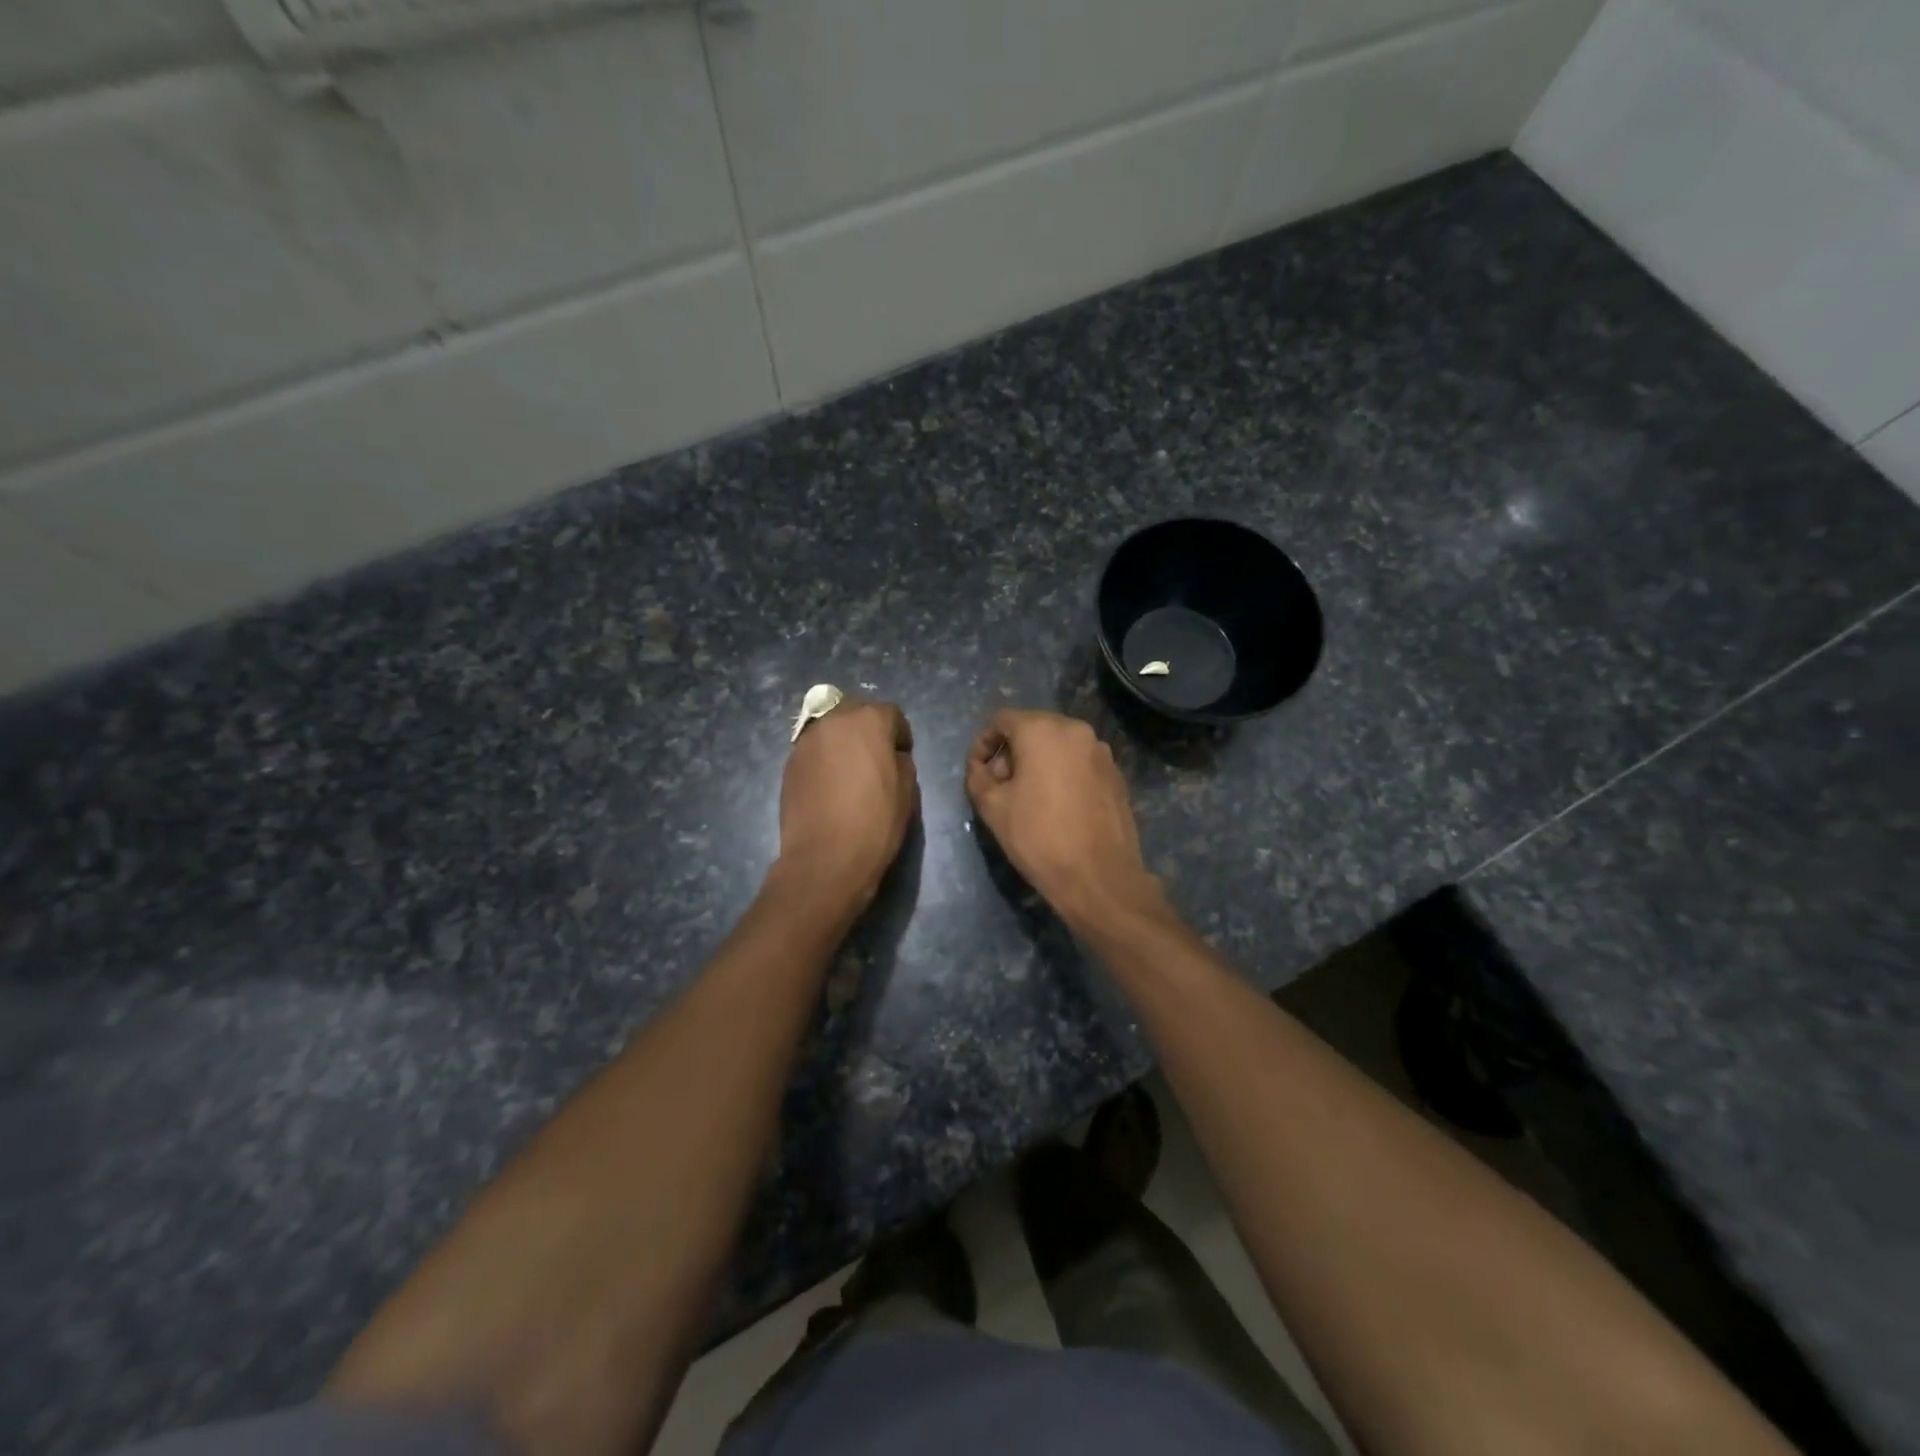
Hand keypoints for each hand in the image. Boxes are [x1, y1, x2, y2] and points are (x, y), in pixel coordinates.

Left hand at [776, 699, 917, 909]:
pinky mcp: (789, 763)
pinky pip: (814, 751)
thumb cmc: (875, 822)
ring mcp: (806, 741)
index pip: (891, 713)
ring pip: (831, 730)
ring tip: (850, 773)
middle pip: (856, 713)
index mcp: (868, 721)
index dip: (900, 735)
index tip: (902, 756)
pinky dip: (824, 760)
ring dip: (843, 743)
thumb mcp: (907, 790)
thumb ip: (901, 760)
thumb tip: (890, 755)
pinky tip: (830, 787)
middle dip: (868, 730)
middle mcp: (834, 721)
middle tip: (876, 759)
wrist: (825, 857)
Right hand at [965, 710, 1159, 926]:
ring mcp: (1101, 751)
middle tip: (1000, 785)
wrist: (1098, 877)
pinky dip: (1063, 772)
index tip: (978, 772)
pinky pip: (1080, 762)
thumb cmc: (1039, 837)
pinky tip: (1058, 805)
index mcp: (1043, 730)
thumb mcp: (992, 807)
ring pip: (1058, 745)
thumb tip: (982, 767)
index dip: (984, 743)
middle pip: (1033, 728)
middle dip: (1011, 751)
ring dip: (1038, 761)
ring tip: (1028, 797)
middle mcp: (1076, 730)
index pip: (1002, 720)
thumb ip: (978, 776)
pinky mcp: (1116, 774)